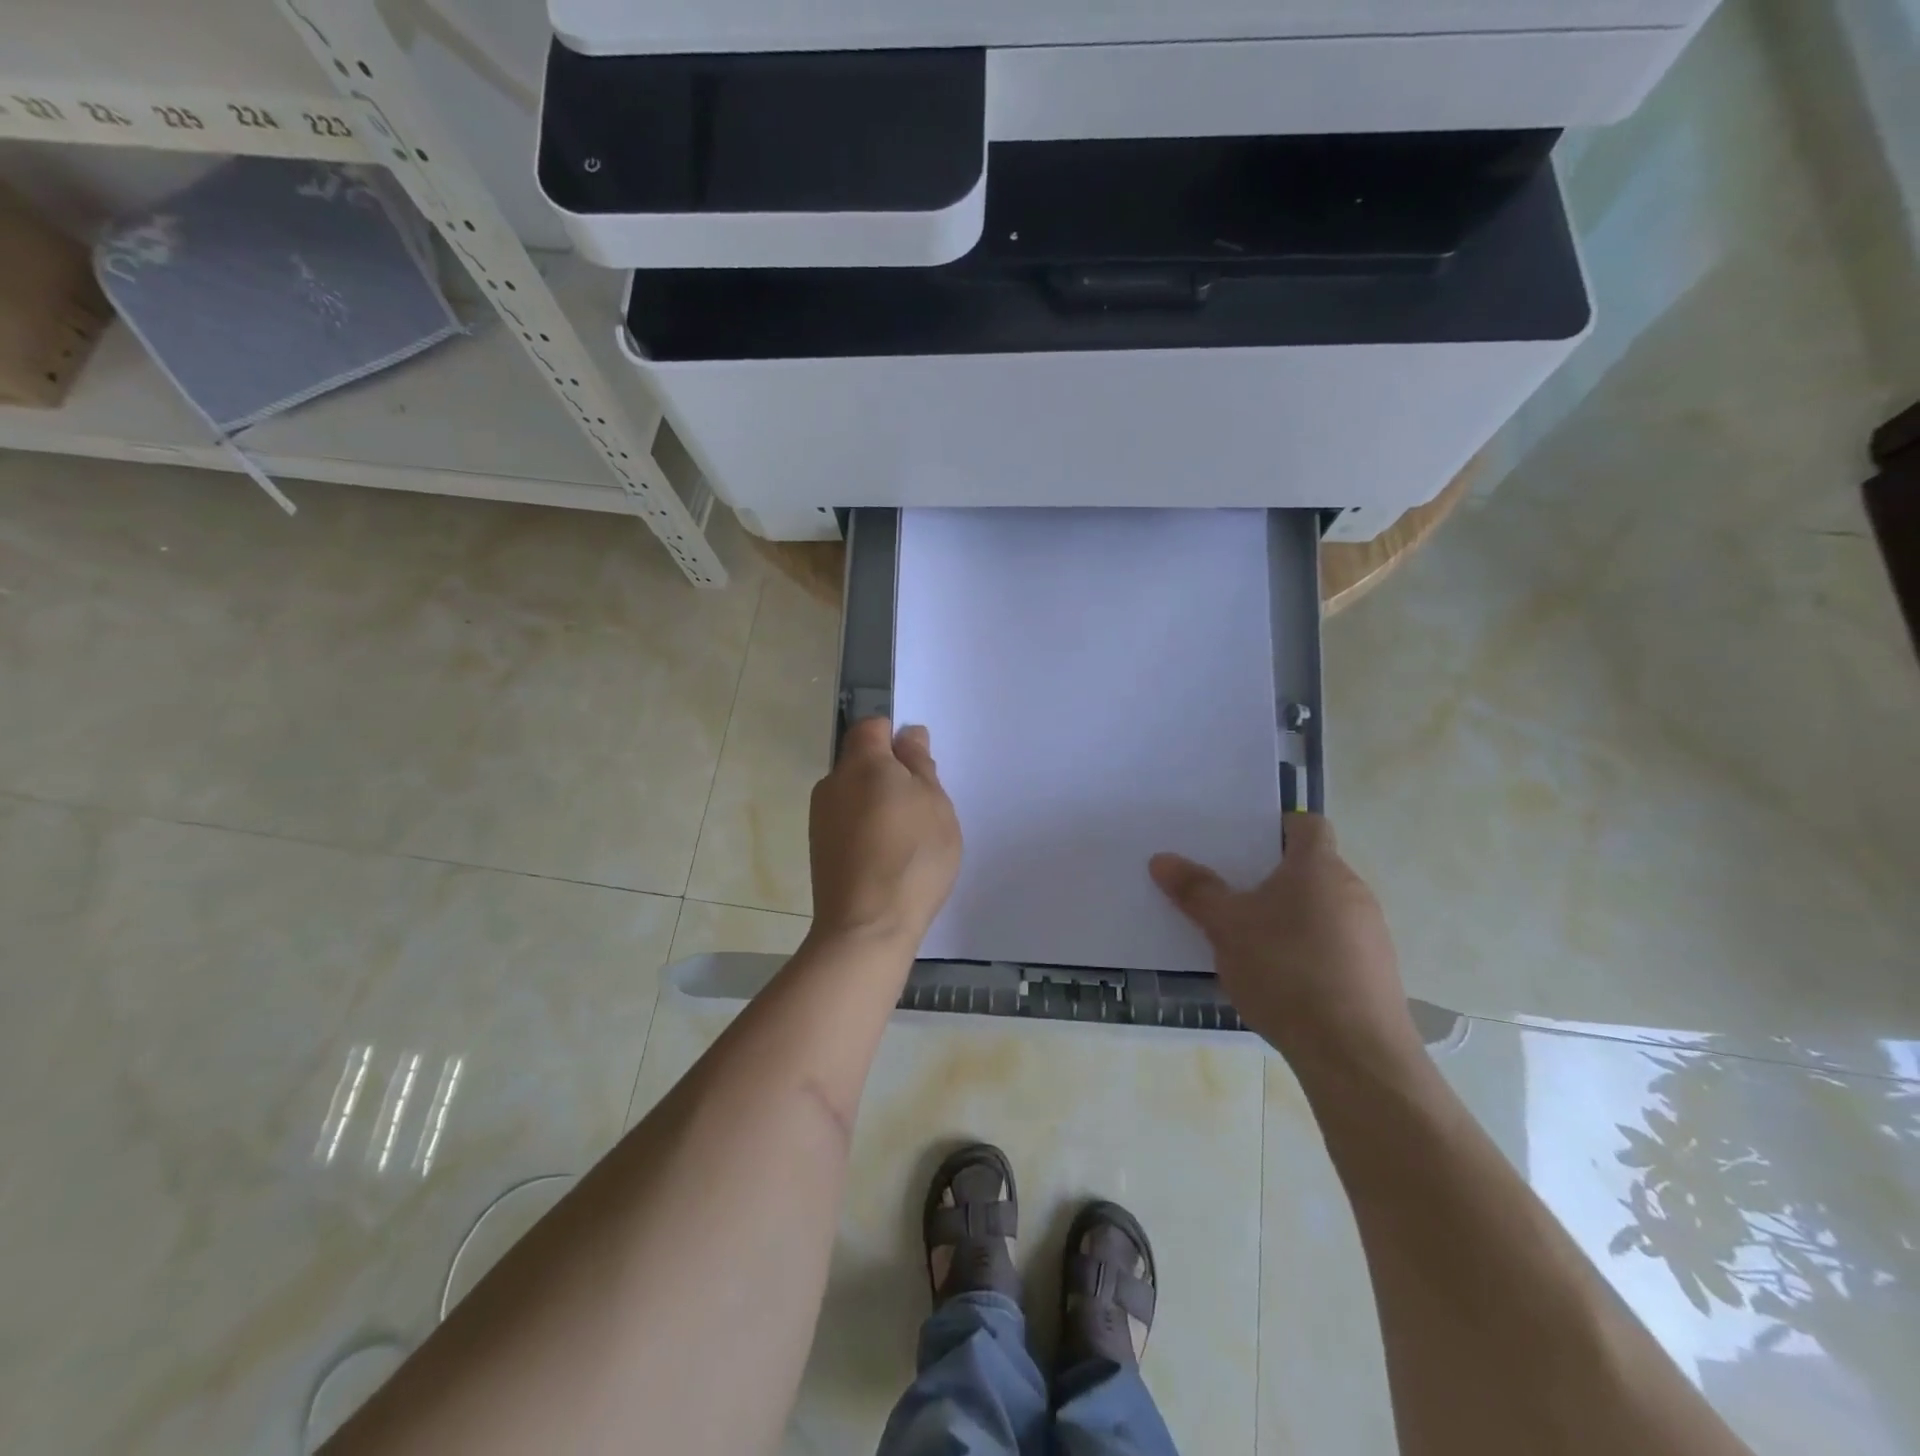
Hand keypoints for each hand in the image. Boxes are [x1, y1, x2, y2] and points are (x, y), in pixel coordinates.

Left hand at [808, 718, 961, 948]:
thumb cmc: (913, 857)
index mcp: (862, 764)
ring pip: (854, 793)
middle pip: (861, 761)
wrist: (867, 927)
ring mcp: (821, 817)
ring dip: (878, 803)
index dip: (895, 736)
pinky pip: (847, 821)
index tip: (919, 764)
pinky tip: (887, 857)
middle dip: (889, 773)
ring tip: (908, 837)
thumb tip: (908, 735)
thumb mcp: (935, 804)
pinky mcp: (819, 848)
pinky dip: (866, 828)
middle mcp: (833, 783)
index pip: (872, 727)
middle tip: (922, 804)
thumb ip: (920, 764)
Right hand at [1150, 815, 1421, 1073]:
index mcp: (1319, 867)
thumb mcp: (1226, 927)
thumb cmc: (1286, 971)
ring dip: (1289, 915)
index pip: (1306, 824)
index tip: (1242, 844)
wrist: (1355, 1054)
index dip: (1275, 827)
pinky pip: (1335, 943)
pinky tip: (1280, 978)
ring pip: (1322, 907)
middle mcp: (1353, 891)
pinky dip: (1307, 948)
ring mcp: (1370, 934)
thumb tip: (1161, 859)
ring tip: (1248, 939)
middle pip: (1311, 867)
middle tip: (1230, 890)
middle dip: (1272, 876)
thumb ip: (1195, 890)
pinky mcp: (1376, 973)